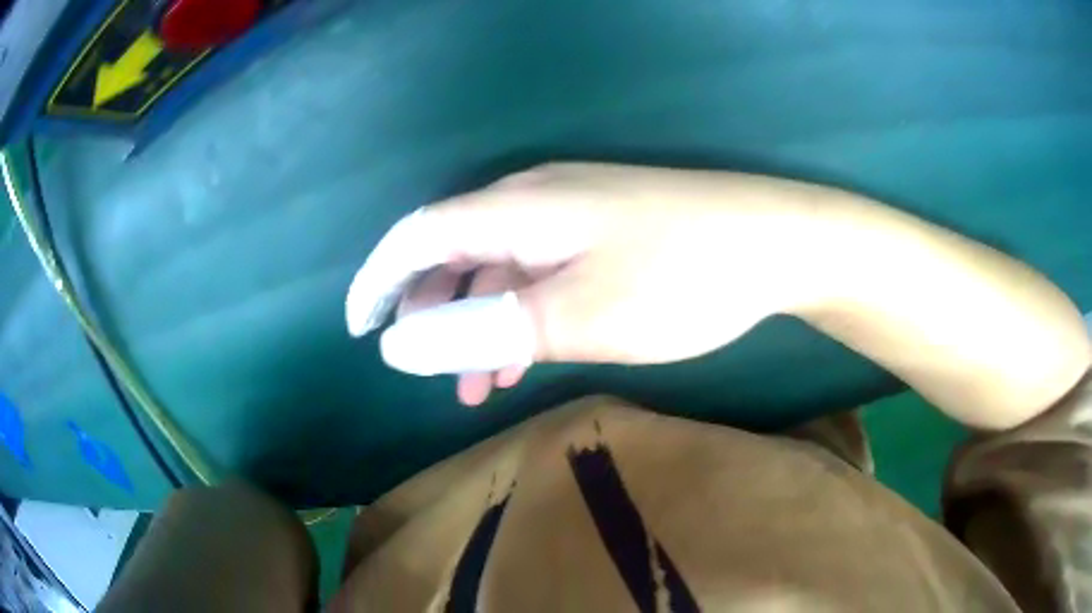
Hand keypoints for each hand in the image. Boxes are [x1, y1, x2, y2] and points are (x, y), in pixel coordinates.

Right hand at [346, 163, 824, 404]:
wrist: (774, 242)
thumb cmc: (679, 279)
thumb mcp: (572, 317)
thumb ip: (479, 329)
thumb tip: (398, 345)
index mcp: (515, 209)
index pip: (416, 235)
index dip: (379, 280)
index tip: (360, 329)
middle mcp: (534, 198)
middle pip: (452, 248)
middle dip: (430, 311)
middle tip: (429, 371)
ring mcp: (573, 211)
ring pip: (497, 265)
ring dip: (478, 321)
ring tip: (479, 383)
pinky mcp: (604, 228)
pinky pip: (537, 268)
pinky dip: (519, 312)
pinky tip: (527, 352)